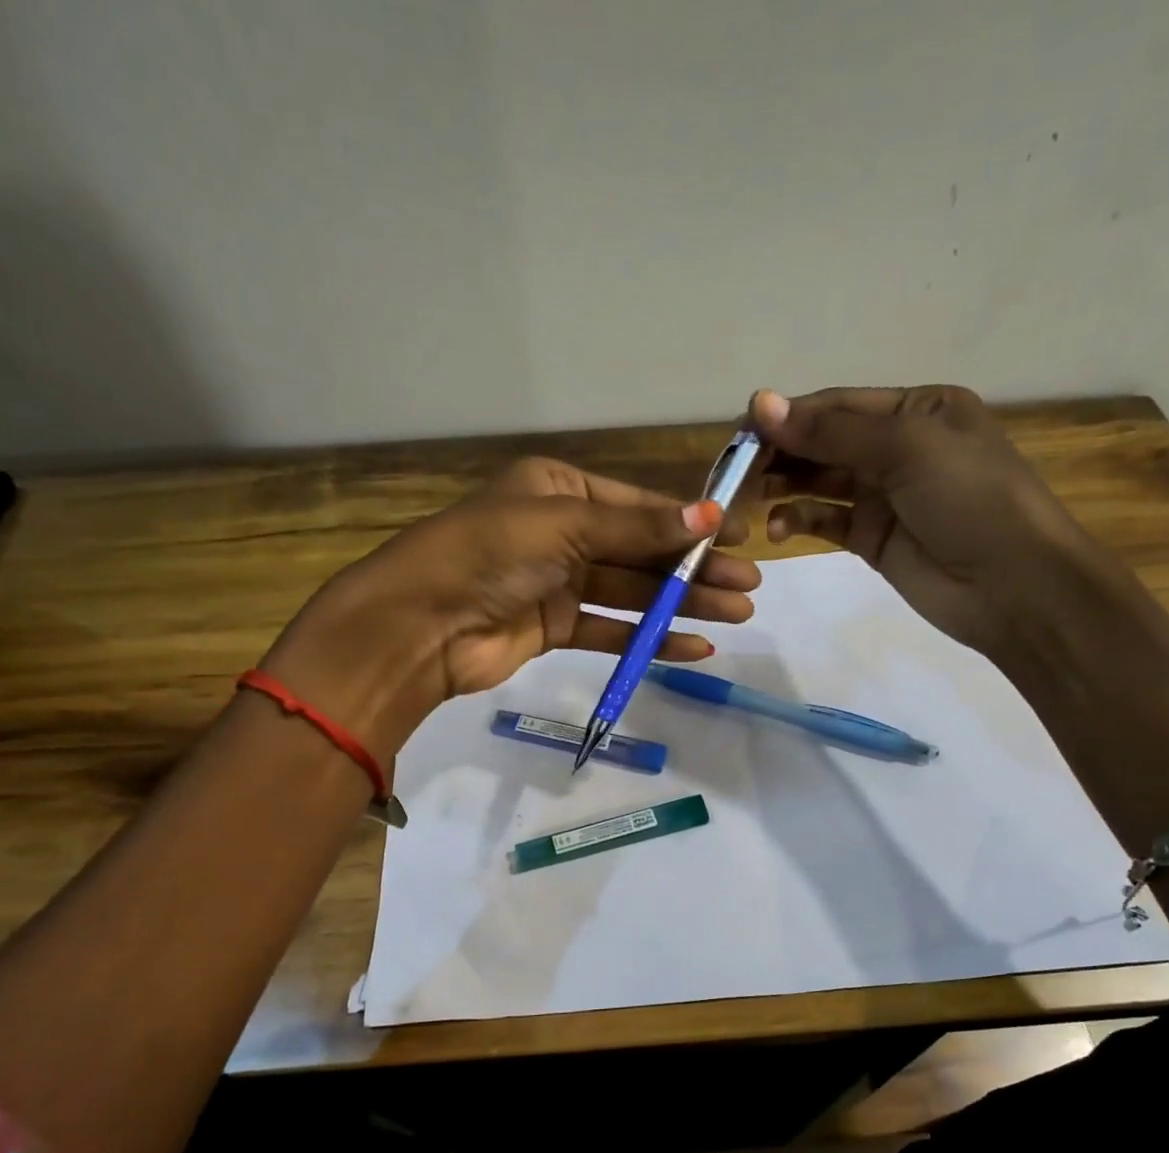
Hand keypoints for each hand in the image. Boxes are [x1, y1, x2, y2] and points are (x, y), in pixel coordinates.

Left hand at [262, 456, 759, 761]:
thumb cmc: (489, 554)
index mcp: (559, 490)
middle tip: (748, 588)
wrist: (420, 625)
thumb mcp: (565, 526)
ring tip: (736, 616)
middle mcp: (561, 532)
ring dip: (682, 605)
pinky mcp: (552, 628)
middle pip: (641, 551)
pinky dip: (648, 639)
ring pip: (632, 593)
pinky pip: (611, 631)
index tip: (738, 539)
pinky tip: (692, 645)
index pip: (638, 506)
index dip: (689, 523)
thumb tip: (710, 517)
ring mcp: (557, 583)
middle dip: (695, 569)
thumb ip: (637, 528)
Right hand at [748, 387, 1096, 658]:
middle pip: (822, 441)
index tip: (740, 435)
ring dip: (783, 487)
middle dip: (779, 454)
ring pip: (818, 481)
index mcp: (916, 409)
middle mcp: (897, 446)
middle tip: (734, 474)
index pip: (836, 405)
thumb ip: (830, 431)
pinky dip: (801, 521)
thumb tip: (761, 403)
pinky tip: (780, 530)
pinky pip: (826, 521)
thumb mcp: (905, 449)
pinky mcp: (873, 538)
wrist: (1014, 585)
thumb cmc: (970, 498)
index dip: (787, 417)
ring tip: (747, 502)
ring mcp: (884, 495)